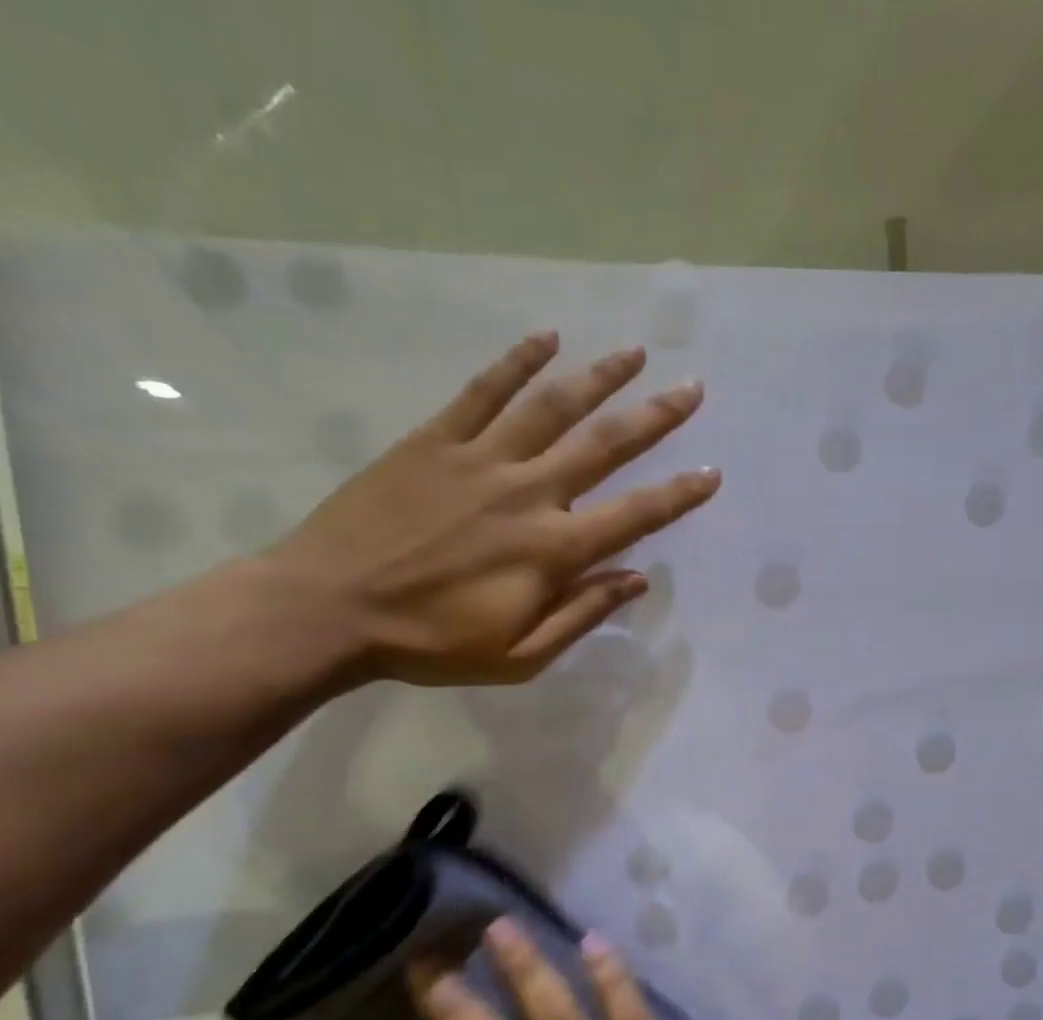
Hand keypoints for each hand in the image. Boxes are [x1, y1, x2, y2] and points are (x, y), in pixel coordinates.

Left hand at [269, 334, 717, 686]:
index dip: (678, 495)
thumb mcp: (519, 657)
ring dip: (598, 377)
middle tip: (692, 388)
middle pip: (604, 445)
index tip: (712, 474)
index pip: (634, 515)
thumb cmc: (430, 644)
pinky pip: (483, 391)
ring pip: (551, 406)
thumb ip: (581, 615)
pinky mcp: (433, 440)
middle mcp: (528, 493)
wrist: (330, 609)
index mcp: (552, 551)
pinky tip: (547, 340)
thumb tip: (637, 579)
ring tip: (635, 352)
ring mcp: (479, 459)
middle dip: (654, 417)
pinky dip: (516, 362)